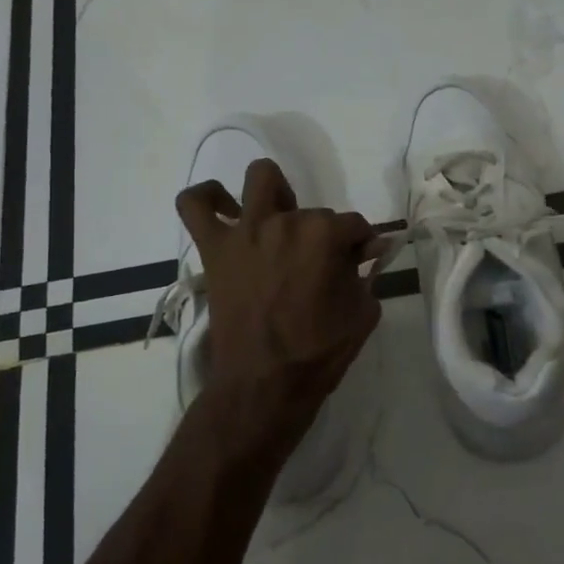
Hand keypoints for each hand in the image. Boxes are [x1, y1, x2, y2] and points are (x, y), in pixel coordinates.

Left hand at [176, 159, 383, 407]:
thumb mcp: (362, 313)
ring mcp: (246, 231)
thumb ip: (367, 274)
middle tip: (319, 267)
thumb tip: (368, 251)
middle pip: (313, 211)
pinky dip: (208, 199)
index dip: (361, 245)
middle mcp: (285, 221)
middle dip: (323, 235)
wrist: (264, 384)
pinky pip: (194, 205)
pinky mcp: (215, 248)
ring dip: (276, 195)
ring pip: (261, 180)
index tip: (361, 263)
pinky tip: (225, 209)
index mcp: (324, 235)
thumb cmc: (318, 353)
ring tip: (278, 223)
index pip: (353, 225)